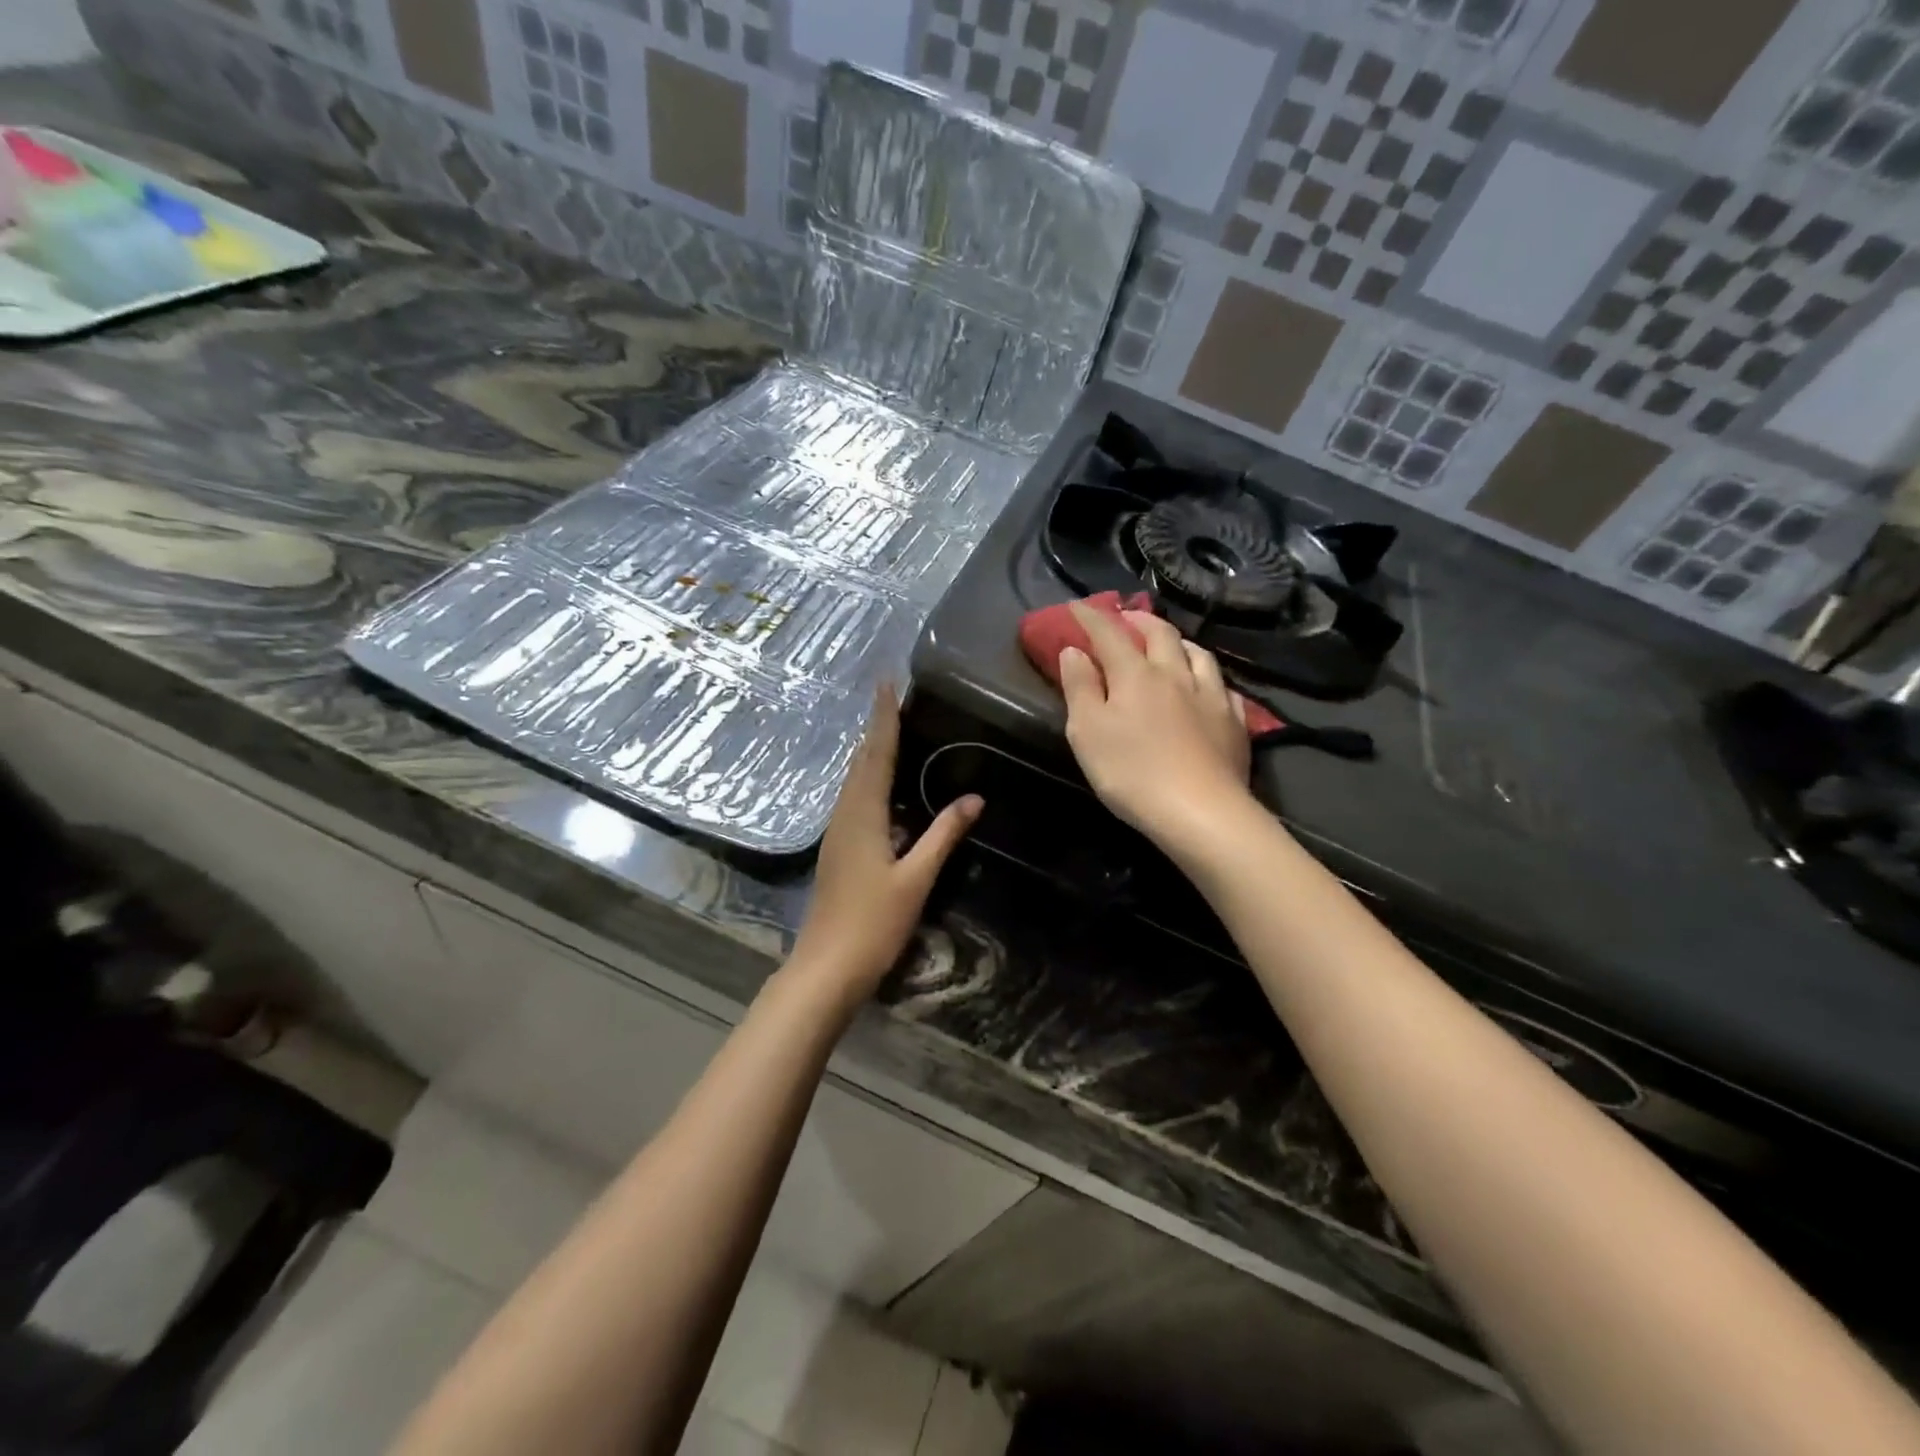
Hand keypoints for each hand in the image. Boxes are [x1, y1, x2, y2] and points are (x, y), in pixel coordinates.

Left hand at [787, 686, 981, 1010]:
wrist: (826, 967)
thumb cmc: (873, 923)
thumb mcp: (915, 879)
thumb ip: (943, 835)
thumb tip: (973, 797)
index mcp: (863, 814)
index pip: (876, 755)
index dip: (884, 718)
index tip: (887, 683)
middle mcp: (845, 815)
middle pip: (861, 762)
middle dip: (877, 729)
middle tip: (895, 699)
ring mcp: (838, 833)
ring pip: (855, 781)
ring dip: (872, 753)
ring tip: (893, 732)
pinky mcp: (838, 849)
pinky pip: (855, 800)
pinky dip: (871, 781)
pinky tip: (886, 789)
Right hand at [1058, 605, 1254, 847]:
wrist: (1200, 812)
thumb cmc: (1131, 773)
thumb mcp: (1088, 732)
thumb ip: (1080, 688)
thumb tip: (1074, 651)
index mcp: (1136, 675)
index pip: (1110, 634)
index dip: (1092, 617)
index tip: (1077, 605)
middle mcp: (1176, 675)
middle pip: (1161, 634)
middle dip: (1140, 620)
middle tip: (1127, 618)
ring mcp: (1211, 696)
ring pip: (1198, 654)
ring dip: (1179, 642)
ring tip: (1170, 645)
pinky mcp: (1234, 723)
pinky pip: (1224, 688)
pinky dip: (1209, 679)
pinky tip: (1208, 688)